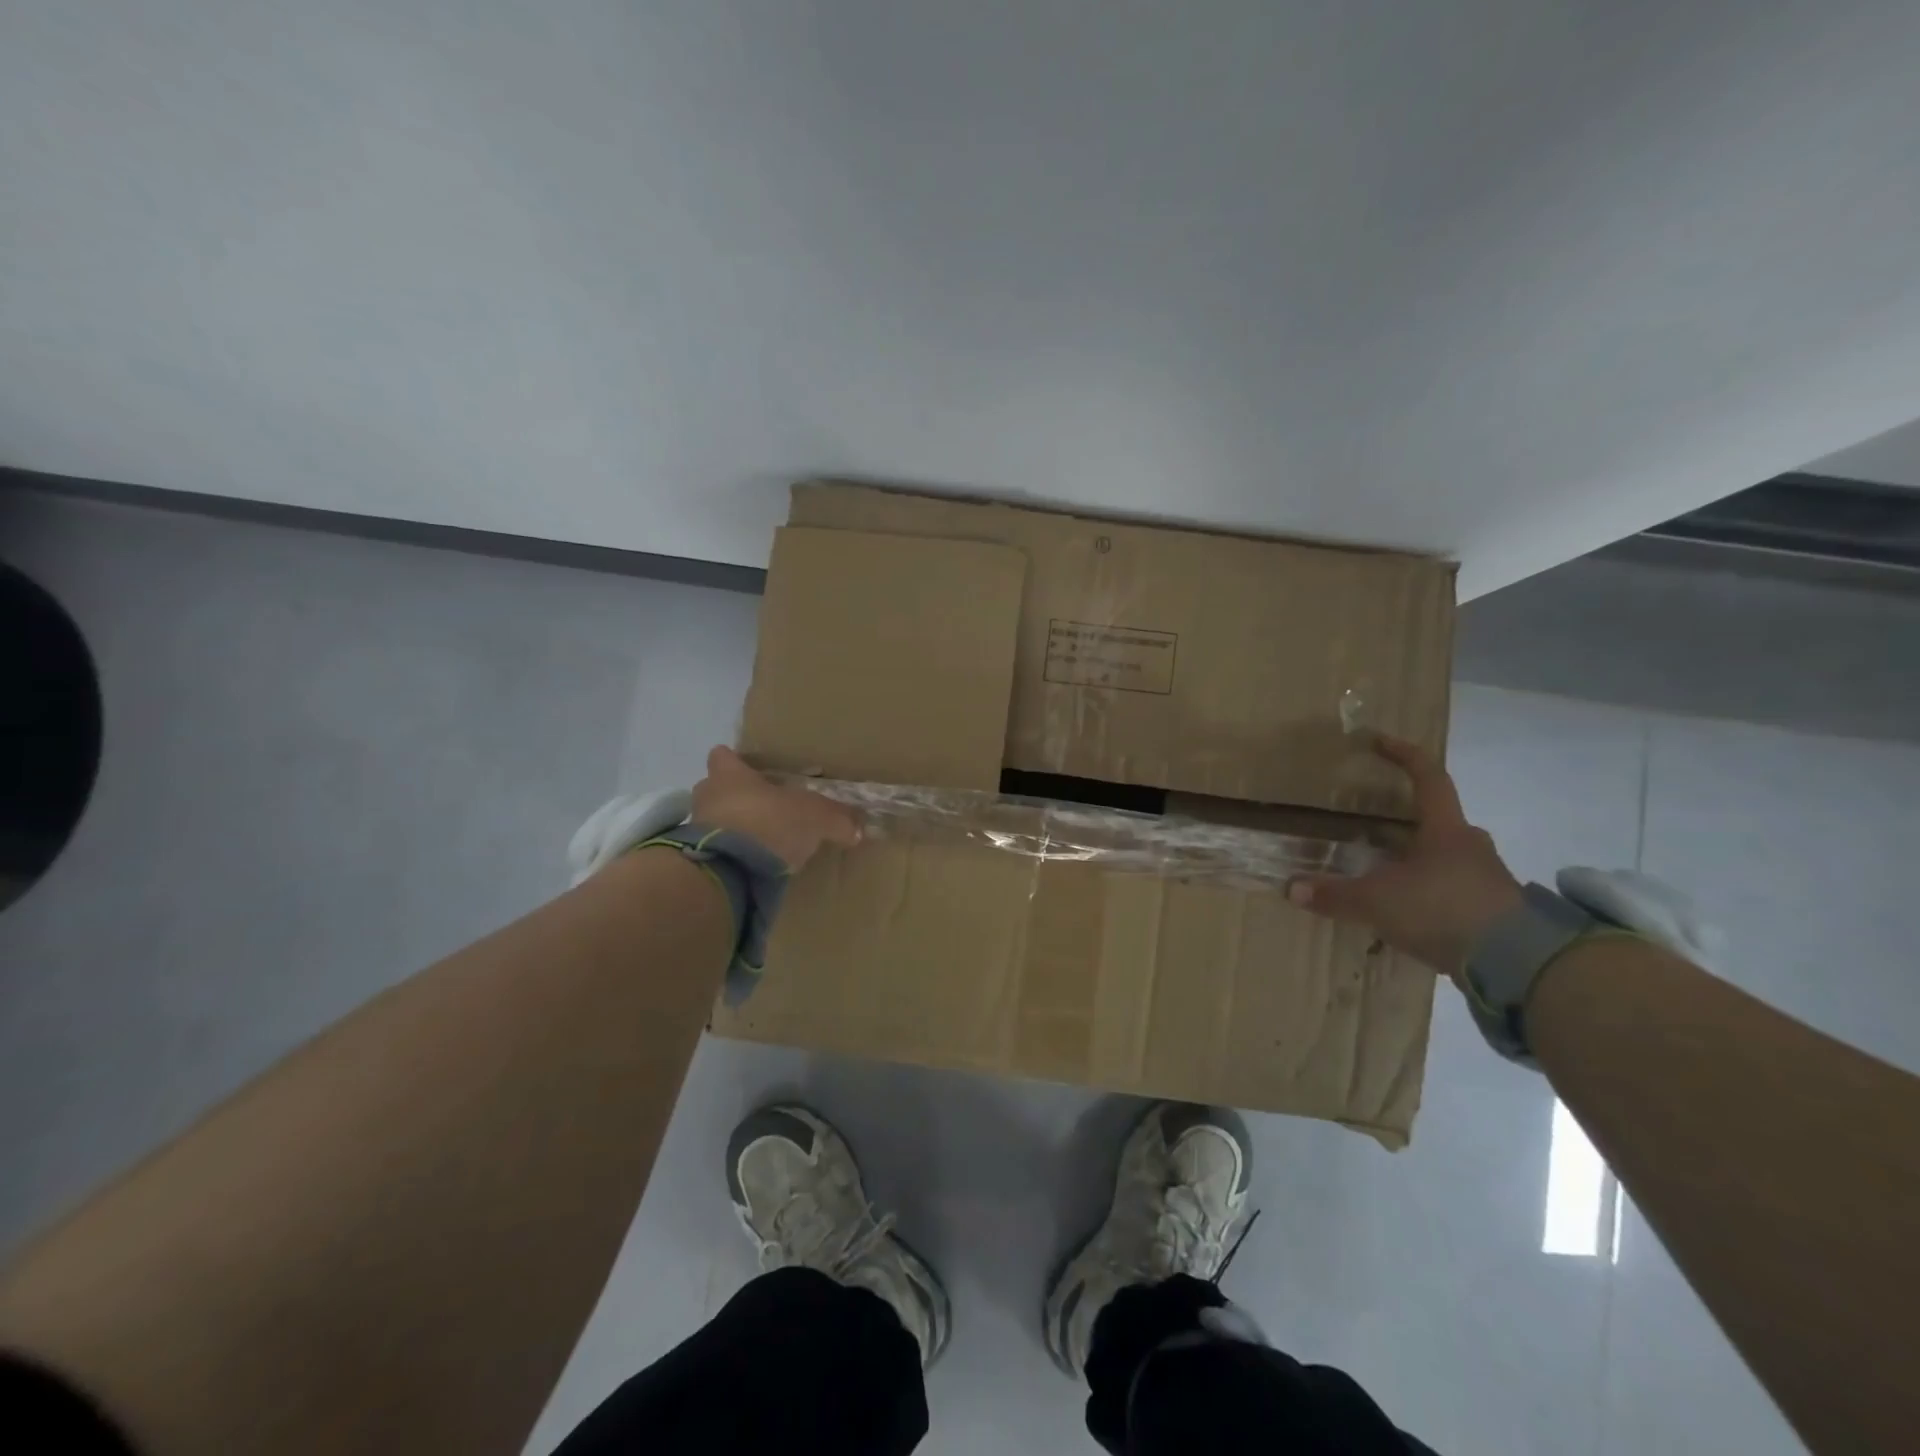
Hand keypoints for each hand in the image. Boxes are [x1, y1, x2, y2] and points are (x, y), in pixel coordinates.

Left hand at [690, 746, 861, 870]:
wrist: (729, 871)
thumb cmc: (769, 823)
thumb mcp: (815, 818)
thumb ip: (836, 820)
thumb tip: (858, 829)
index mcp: (730, 774)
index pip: (722, 756)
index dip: (736, 762)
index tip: (752, 772)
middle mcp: (707, 796)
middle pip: (716, 790)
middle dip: (735, 799)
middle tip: (763, 810)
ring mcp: (695, 830)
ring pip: (714, 822)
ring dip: (732, 830)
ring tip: (760, 844)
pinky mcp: (696, 861)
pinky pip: (715, 852)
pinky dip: (731, 857)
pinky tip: (752, 868)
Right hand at [1287, 736, 1521, 975]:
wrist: (1516, 964)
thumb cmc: (1441, 909)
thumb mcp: (1377, 901)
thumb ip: (1334, 894)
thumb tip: (1291, 888)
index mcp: (1445, 829)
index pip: (1428, 777)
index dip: (1403, 755)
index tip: (1378, 740)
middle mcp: (1470, 846)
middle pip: (1438, 821)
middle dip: (1407, 820)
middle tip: (1374, 826)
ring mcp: (1488, 880)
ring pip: (1447, 858)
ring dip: (1418, 861)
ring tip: (1385, 875)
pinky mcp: (1495, 912)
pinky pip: (1454, 891)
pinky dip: (1429, 895)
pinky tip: (1407, 913)